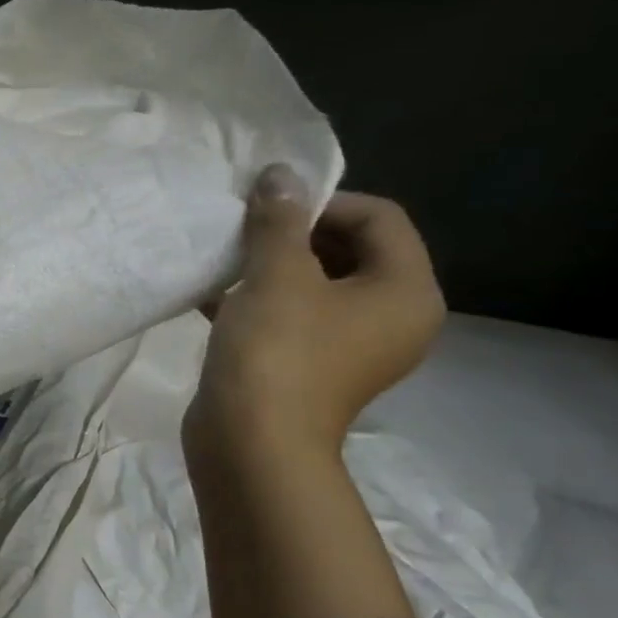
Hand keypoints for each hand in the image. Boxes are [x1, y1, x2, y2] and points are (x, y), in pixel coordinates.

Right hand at [185, 167, 444, 467]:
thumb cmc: (277, 352)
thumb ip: (279, 221)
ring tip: (225, 259)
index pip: (380, 218)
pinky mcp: (309, 366)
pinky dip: (258, 299)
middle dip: (293, 233)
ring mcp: (350, 347)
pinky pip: (291, 316)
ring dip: (270, 265)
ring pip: (315, 285)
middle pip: (350, 250)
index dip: (323, 202)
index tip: (268, 209)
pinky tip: (212, 293)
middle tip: (243, 231)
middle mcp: (391, 317)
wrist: (251, 443)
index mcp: (405, 292)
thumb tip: (280, 174)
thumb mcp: (277, 275)